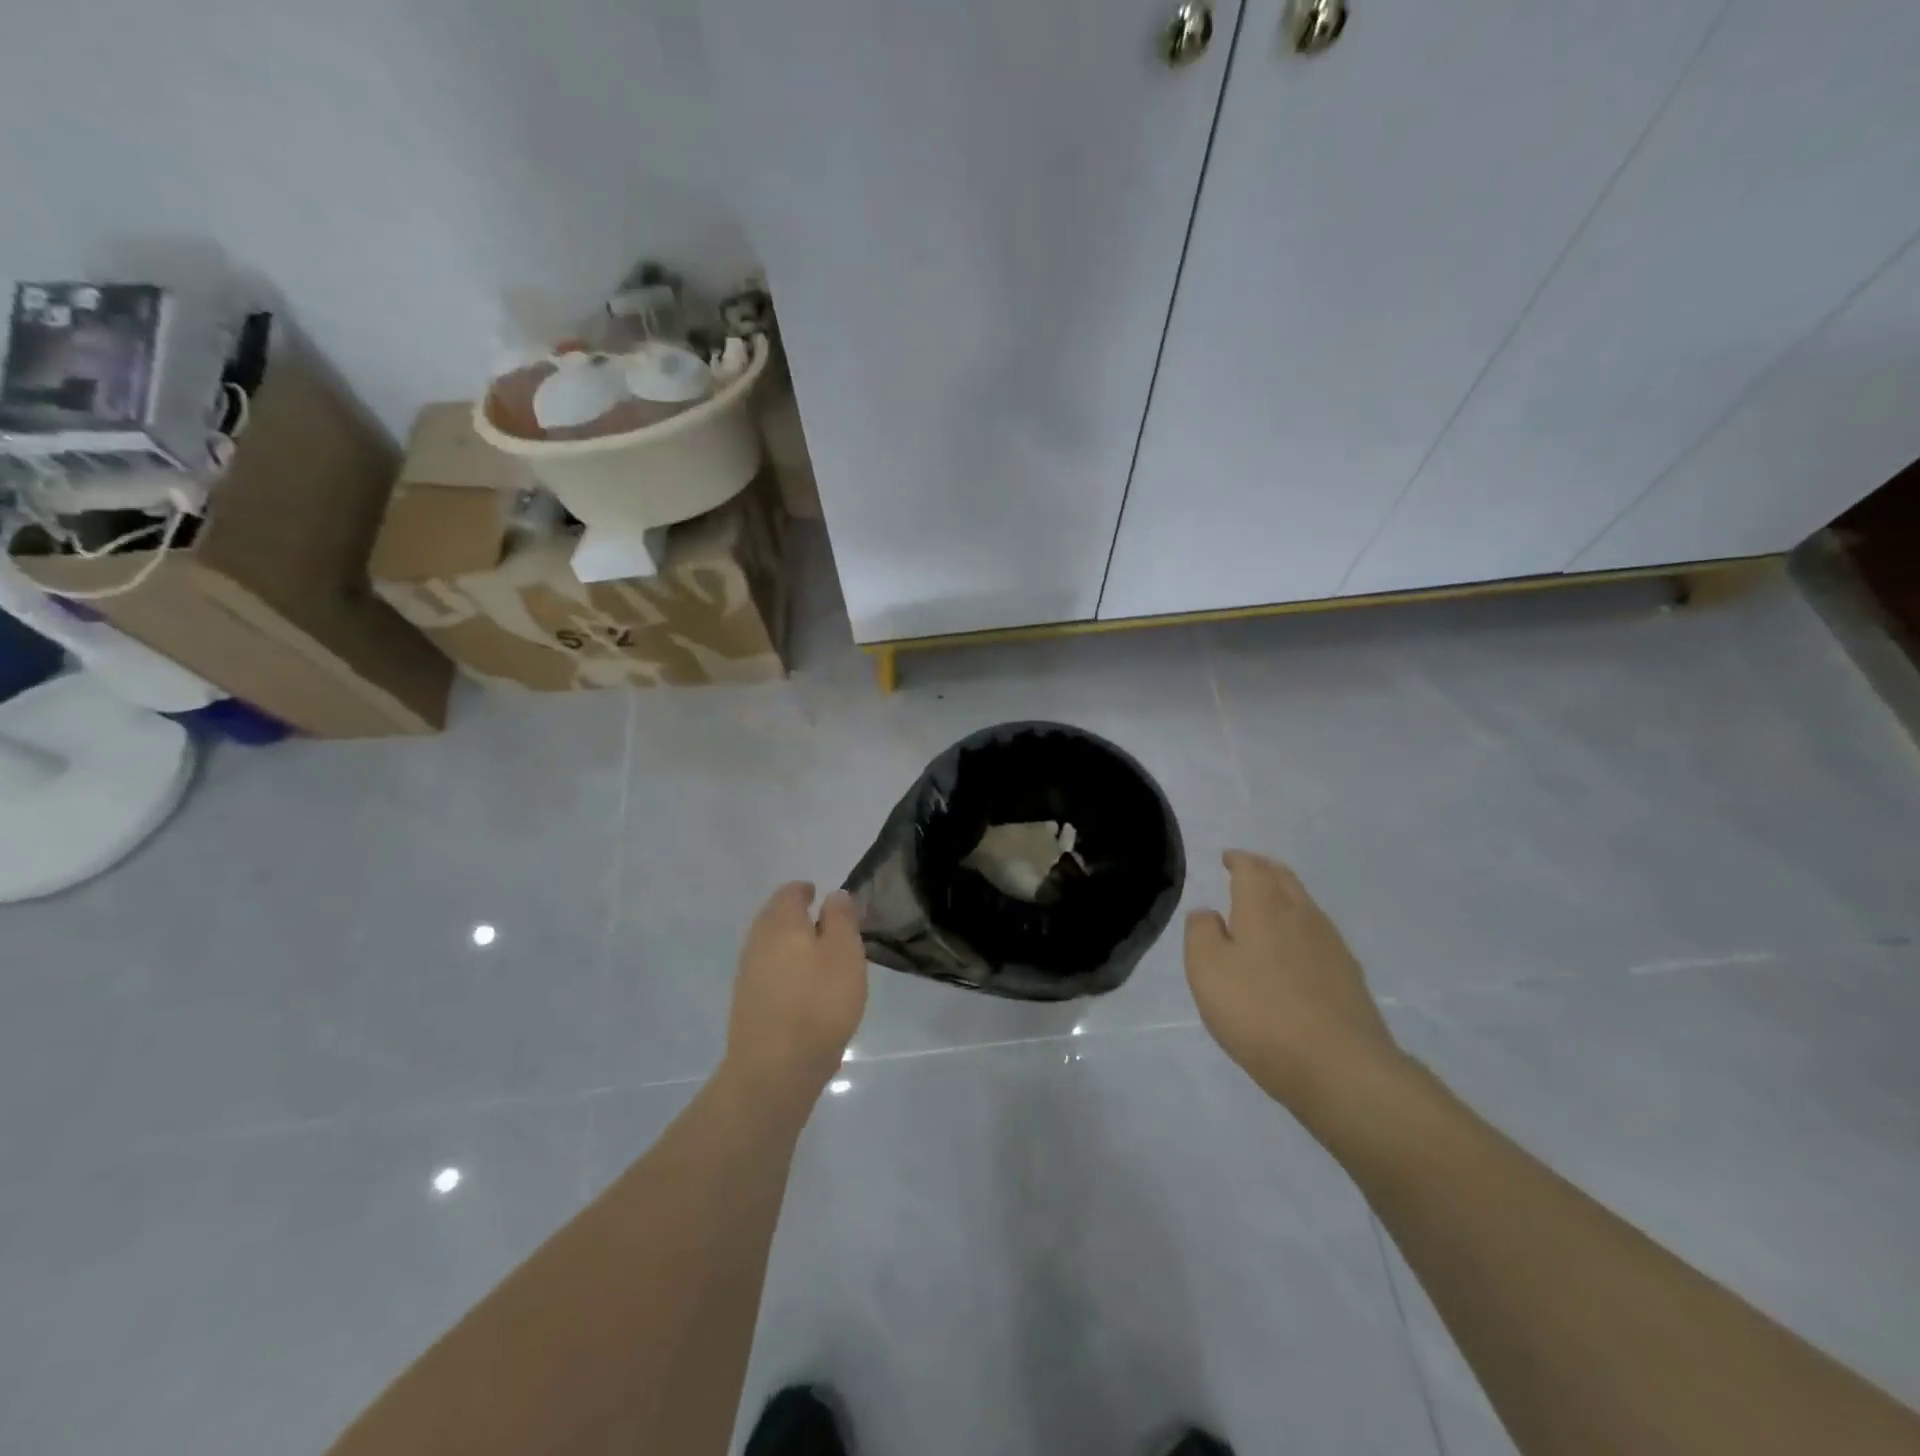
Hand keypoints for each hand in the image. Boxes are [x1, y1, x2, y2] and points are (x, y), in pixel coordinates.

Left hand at [724, 883, 868, 1103]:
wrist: (774, 1068)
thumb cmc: (819, 1002)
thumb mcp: (845, 953)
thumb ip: (841, 918)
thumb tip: (833, 895)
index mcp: (781, 923)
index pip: (789, 892)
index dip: (805, 890)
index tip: (820, 894)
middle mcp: (757, 942)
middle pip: (774, 917)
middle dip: (795, 916)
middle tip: (823, 923)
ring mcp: (747, 974)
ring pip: (769, 946)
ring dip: (789, 944)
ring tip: (817, 957)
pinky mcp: (746, 1004)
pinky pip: (767, 973)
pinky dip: (784, 970)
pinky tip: (802, 989)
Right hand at [1184, 850, 1401, 1110]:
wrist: (1340, 1068)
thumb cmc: (1260, 1012)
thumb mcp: (1208, 971)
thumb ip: (1201, 934)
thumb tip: (1207, 913)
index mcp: (1263, 907)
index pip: (1251, 869)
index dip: (1238, 860)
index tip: (1228, 858)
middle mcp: (1301, 915)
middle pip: (1284, 879)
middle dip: (1265, 869)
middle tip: (1249, 869)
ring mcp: (1331, 946)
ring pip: (1305, 905)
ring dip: (1285, 896)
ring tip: (1268, 905)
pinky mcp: (1349, 978)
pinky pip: (1319, 935)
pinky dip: (1300, 928)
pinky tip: (1294, 949)